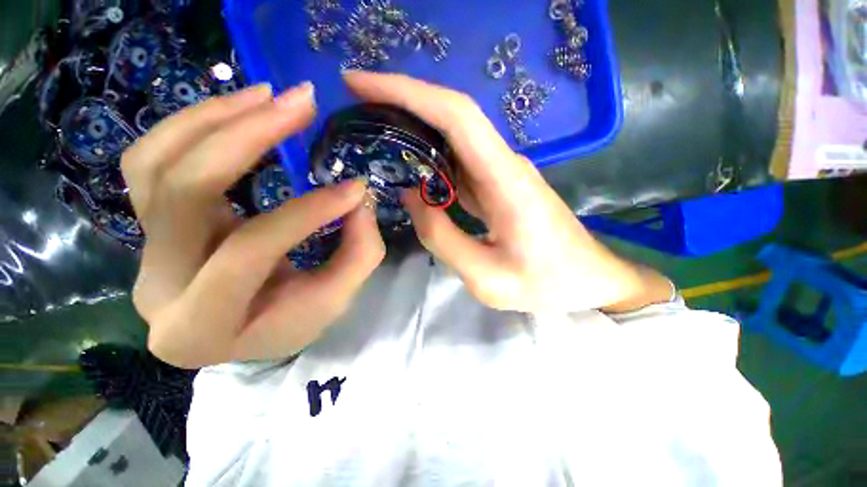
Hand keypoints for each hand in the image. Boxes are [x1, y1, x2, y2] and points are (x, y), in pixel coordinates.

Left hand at [122, 83, 384, 368]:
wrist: (244, 333)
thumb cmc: (292, 325)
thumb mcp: (337, 299)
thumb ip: (358, 252)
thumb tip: (359, 196)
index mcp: (201, 324)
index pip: (248, 251)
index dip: (307, 213)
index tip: (354, 188)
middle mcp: (155, 285)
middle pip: (181, 191)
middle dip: (246, 135)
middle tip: (299, 103)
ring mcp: (141, 250)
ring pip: (151, 164)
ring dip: (211, 117)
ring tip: (265, 95)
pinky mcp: (149, 224)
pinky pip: (149, 161)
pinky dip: (189, 126)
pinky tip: (235, 111)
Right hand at [344, 72, 671, 312]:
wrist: (588, 279)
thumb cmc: (546, 284)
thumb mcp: (486, 277)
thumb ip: (442, 237)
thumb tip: (411, 196)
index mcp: (506, 181)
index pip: (456, 117)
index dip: (408, 92)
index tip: (360, 83)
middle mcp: (505, 165)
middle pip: (452, 116)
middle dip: (402, 100)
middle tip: (356, 103)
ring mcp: (502, 173)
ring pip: (453, 138)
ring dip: (413, 127)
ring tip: (372, 130)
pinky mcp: (499, 185)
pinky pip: (460, 163)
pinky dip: (430, 156)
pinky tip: (407, 163)